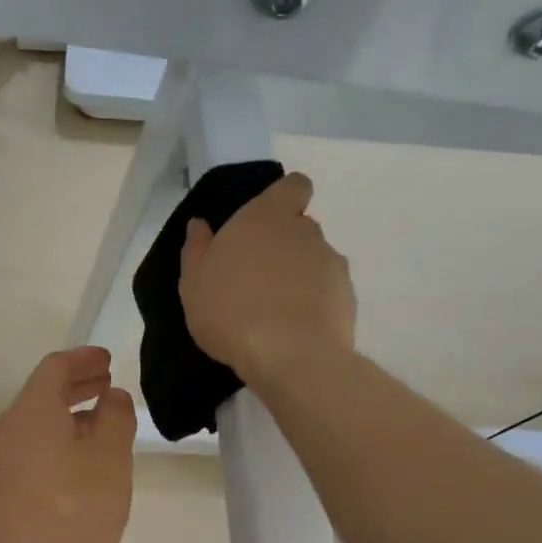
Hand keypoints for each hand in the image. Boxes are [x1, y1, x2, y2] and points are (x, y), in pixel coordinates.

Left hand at [0, 347, 135, 542]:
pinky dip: (50, 445)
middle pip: (40, 396)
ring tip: (96, 427)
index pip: (55, 368)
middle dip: (75, 387)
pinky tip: (72, 467)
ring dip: (65, 419)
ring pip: (32, 426)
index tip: (107, 360)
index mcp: (30, 411)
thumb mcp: (110, 461)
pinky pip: (24, 453)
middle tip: (105, 386)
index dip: (84, 359)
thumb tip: (111, 397)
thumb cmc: (72, 513)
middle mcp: (3, 429)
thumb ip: (116, 419)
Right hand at [179, 172, 355, 383]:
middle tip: (257, 279)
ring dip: (298, 276)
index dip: (285, 199)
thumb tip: (200, 225)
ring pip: (314, 260)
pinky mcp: (347, 295)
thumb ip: (197, 249)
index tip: (267, 223)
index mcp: (266, 217)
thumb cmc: (230, 312)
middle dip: (283, 246)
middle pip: (300, 227)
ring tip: (275, 311)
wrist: (290, 356)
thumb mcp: (194, 283)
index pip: (293, 186)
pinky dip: (314, 303)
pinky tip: (294, 329)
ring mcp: (331, 262)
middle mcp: (304, 231)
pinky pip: (327, 291)